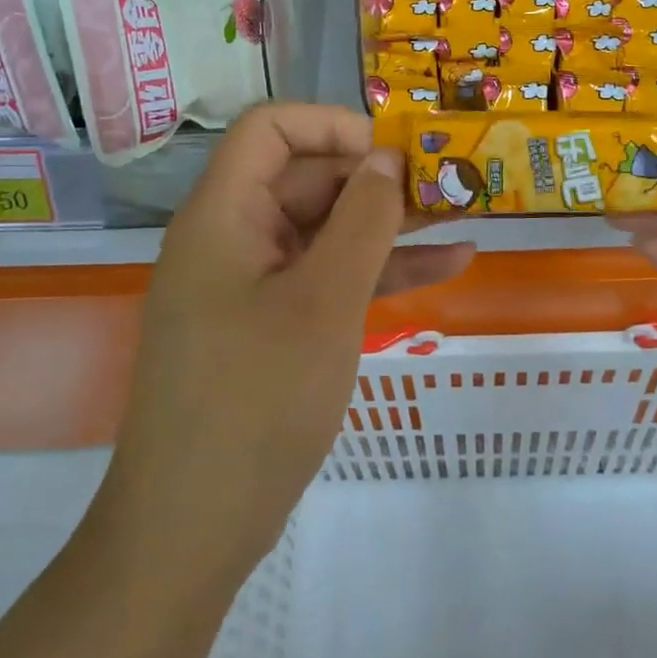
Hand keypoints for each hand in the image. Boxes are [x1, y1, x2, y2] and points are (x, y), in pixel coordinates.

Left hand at [93, 104, 473, 575]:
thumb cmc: (256, 402)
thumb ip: (363, 220)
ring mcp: (253, 284)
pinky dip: (380, 271)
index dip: (332, 126)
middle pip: (307, 178)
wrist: (193, 530)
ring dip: (390, 224)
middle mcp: (234, 238)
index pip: (270, 130)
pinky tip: (448, 267)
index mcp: (224, 215)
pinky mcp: (273, 325)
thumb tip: (387, 157)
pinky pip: (329, 278)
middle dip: (377, 179)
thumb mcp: (324, 302)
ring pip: (327, 230)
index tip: (392, 152)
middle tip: (447, 188)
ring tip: (463, 215)